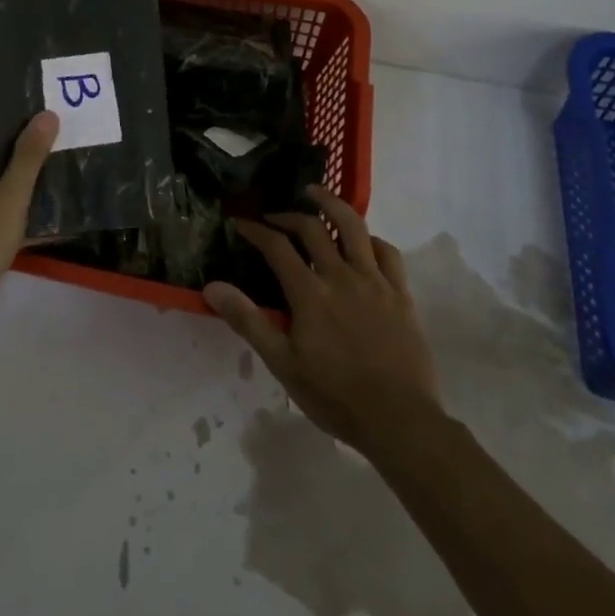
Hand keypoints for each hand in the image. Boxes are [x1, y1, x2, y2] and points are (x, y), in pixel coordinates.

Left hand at [0, 112, 58, 319]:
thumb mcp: (12, 195)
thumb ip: (29, 155)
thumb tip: (47, 114)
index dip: (11, 114)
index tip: (41, 114)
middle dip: (18, 144)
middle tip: (53, 141)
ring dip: (14, 173)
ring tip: (50, 170)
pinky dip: (5, 198)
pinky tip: (32, 208)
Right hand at [202, 185, 441, 459]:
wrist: (400, 421)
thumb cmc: (335, 396)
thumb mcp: (283, 363)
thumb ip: (248, 320)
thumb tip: (212, 286)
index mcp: (310, 293)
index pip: (277, 247)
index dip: (256, 230)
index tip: (241, 223)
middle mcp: (342, 276)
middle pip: (312, 228)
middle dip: (288, 215)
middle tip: (274, 216)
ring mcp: (375, 282)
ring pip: (354, 227)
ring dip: (332, 205)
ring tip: (316, 194)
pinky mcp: (401, 294)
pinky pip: (388, 253)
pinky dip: (371, 239)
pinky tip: (363, 241)